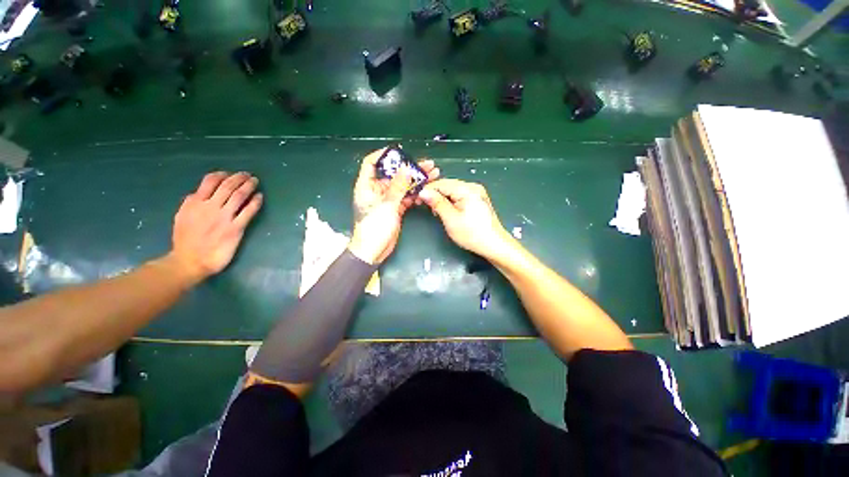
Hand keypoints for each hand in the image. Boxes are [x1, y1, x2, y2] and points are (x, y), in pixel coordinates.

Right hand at [170, 172, 263, 280]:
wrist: (190, 261)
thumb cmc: (185, 240)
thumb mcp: (182, 216)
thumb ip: (191, 203)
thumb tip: (198, 193)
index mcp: (195, 203)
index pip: (210, 182)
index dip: (222, 175)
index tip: (230, 173)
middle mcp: (210, 207)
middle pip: (228, 187)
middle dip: (239, 178)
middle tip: (248, 174)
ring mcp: (224, 217)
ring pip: (239, 196)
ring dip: (249, 186)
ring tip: (255, 181)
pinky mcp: (236, 228)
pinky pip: (248, 212)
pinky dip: (255, 202)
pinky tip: (260, 197)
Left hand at [349, 148, 439, 263]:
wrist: (373, 251)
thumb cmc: (374, 227)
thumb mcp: (386, 205)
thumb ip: (397, 186)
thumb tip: (406, 168)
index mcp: (367, 186)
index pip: (371, 163)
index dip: (384, 155)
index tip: (401, 152)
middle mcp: (377, 190)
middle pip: (393, 174)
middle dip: (409, 169)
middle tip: (427, 164)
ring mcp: (387, 200)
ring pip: (403, 186)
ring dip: (416, 181)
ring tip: (433, 174)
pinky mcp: (395, 209)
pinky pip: (406, 198)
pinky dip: (415, 194)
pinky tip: (427, 190)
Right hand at [419, 179, 511, 258]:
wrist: (494, 245)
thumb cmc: (472, 234)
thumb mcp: (451, 219)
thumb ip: (437, 203)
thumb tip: (423, 192)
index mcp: (467, 189)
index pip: (441, 183)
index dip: (427, 190)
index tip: (417, 199)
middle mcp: (473, 187)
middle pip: (447, 185)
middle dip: (435, 194)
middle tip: (424, 206)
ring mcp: (477, 193)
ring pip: (453, 191)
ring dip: (442, 199)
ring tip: (435, 211)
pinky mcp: (478, 200)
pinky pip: (459, 196)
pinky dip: (451, 202)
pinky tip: (447, 210)